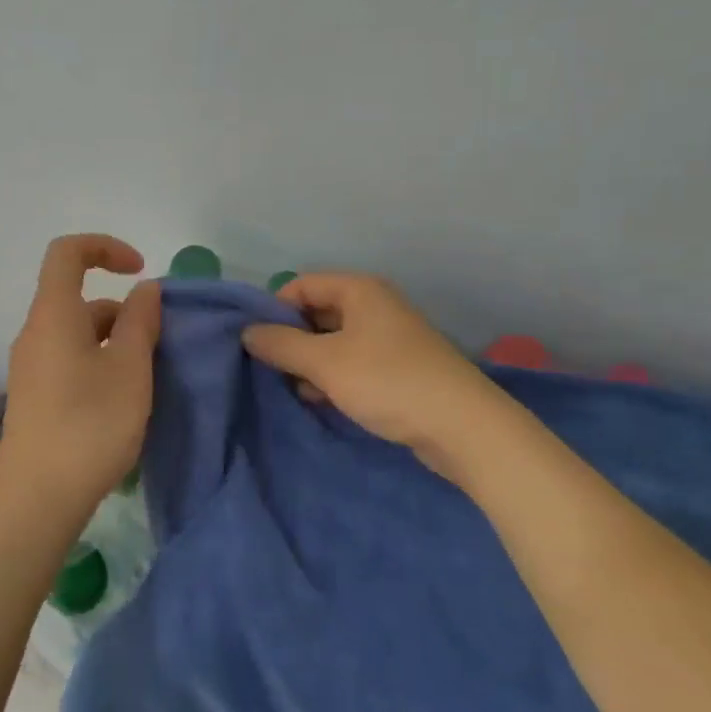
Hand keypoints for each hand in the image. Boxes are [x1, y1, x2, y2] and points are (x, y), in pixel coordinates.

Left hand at [0, 234, 161, 508]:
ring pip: (78, 333)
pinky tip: (122, 400)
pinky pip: (71, 359)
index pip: (68, 252)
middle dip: (123, 310)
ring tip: (147, 378)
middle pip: (79, 298)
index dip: (105, 247)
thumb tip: (144, 290)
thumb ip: (140, 320)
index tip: (141, 271)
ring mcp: (32, 367)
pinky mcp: (36, 396)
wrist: (38, 499)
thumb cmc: (90, 424)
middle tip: (158, 345)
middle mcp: (36, 333)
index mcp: (54, 315)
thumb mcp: (130, 367)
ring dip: (115, 340)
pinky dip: (100, 362)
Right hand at [241, 273, 506, 486]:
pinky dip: (334, 377)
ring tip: (294, 389)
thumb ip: (281, 345)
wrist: (463, 427)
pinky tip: (322, 400)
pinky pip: (353, 362)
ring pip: (334, 341)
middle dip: (292, 339)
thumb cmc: (388, 382)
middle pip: (318, 311)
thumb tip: (247, 332)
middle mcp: (375, 305)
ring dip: (311, 362)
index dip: (275, 309)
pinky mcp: (399, 368)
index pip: (302, 284)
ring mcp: (389, 337)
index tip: (257, 343)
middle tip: (271, 369)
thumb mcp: (325, 363)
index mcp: (359, 290)